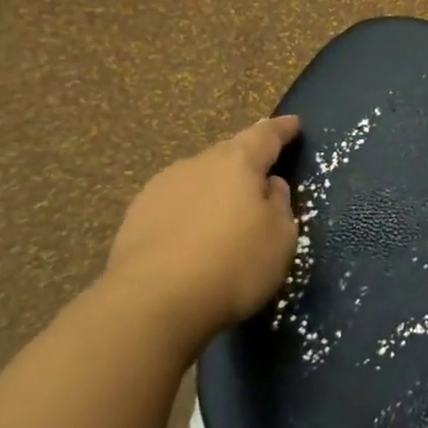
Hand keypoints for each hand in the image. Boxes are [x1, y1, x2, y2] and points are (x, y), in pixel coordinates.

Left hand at [103, 116, 300, 350]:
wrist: (152, 304)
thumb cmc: (233, 264)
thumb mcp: (280, 238)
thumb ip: (279, 204)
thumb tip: (268, 186)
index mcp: (237, 162)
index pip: (265, 135)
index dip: (281, 129)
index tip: (293, 123)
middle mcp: (196, 164)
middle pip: (228, 153)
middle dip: (246, 160)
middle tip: (262, 175)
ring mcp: (160, 189)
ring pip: (198, 178)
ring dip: (215, 188)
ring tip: (226, 212)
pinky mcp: (135, 218)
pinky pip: (175, 205)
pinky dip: (190, 212)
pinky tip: (194, 235)